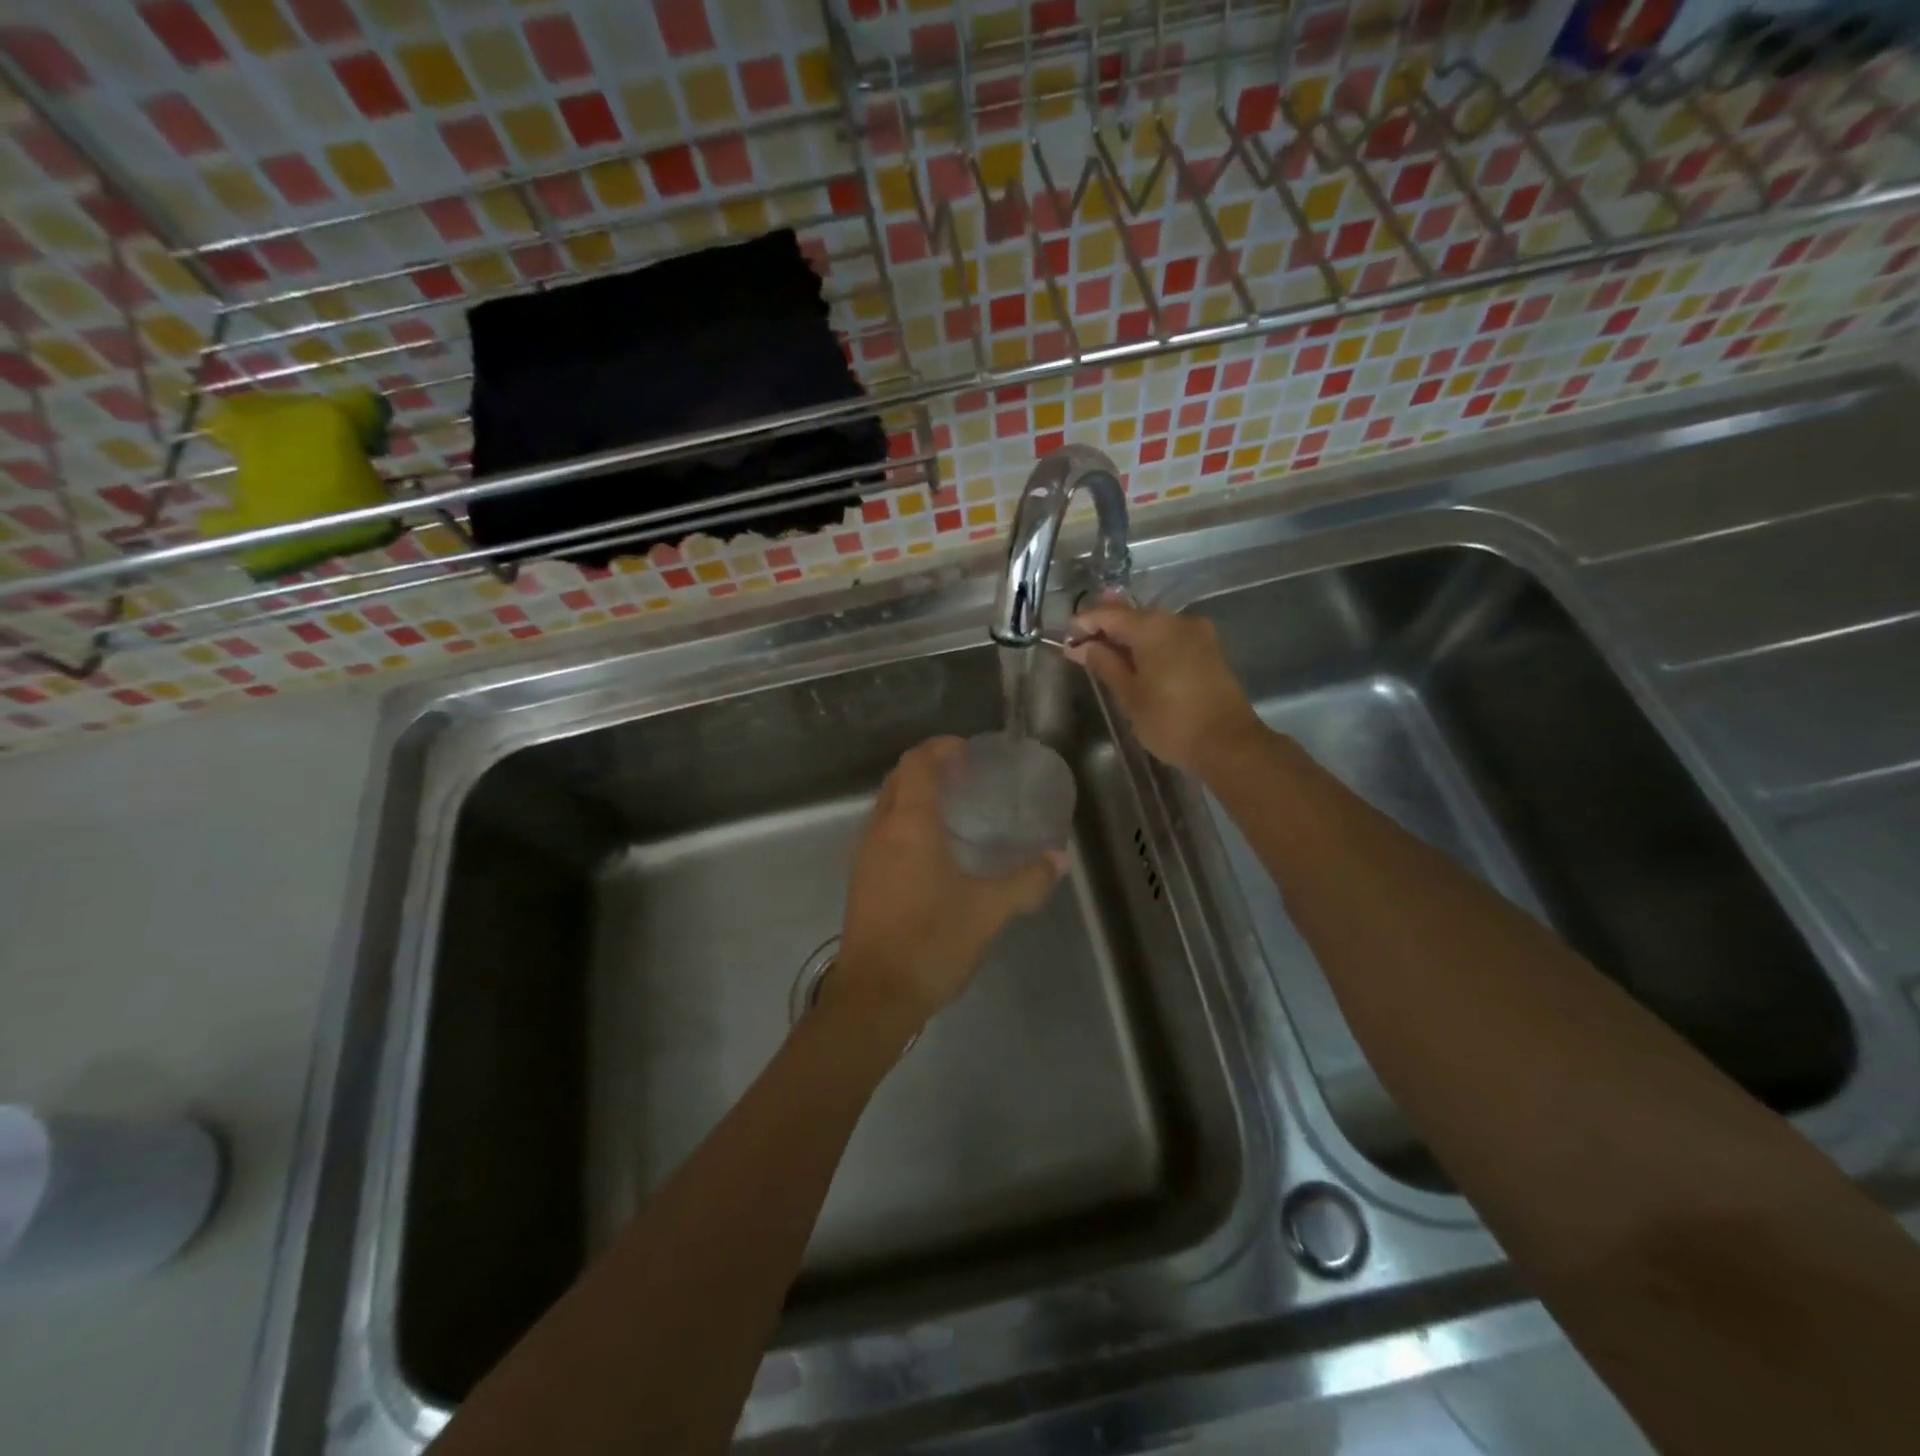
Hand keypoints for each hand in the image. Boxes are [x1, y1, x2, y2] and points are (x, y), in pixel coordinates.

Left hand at [830, 737, 1064, 1036]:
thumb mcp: (989, 911)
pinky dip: (904, 824)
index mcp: (910, 825)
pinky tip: (932, 852)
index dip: (940, 748)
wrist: (875, 997)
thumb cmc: (932, 942)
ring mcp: (865, 857)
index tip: (967, 751)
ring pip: (886, 807)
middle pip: (898, 780)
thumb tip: (1059, 860)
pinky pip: (882, 833)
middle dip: (927, 768)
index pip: (917, 764)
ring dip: (913, 796)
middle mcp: (881, 831)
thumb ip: (1027, 882)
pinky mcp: (861, 881)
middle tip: (964, 776)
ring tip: (952, 809)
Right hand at [1064, 602, 1264, 773]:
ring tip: (1105, 651)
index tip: (1066, 636)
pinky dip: (1150, 645)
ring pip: (1154, 626)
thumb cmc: (1171, 721)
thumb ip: (1104, 665)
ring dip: (1129, 636)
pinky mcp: (1209, 651)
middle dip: (1107, 626)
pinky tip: (1136, 660)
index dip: (1085, 623)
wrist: (1229, 744)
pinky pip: (1170, 638)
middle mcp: (1177, 621)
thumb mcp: (1129, 695)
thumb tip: (1082, 647)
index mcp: (1154, 627)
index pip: (1110, 615)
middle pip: (1134, 616)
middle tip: (1082, 640)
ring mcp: (1198, 634)